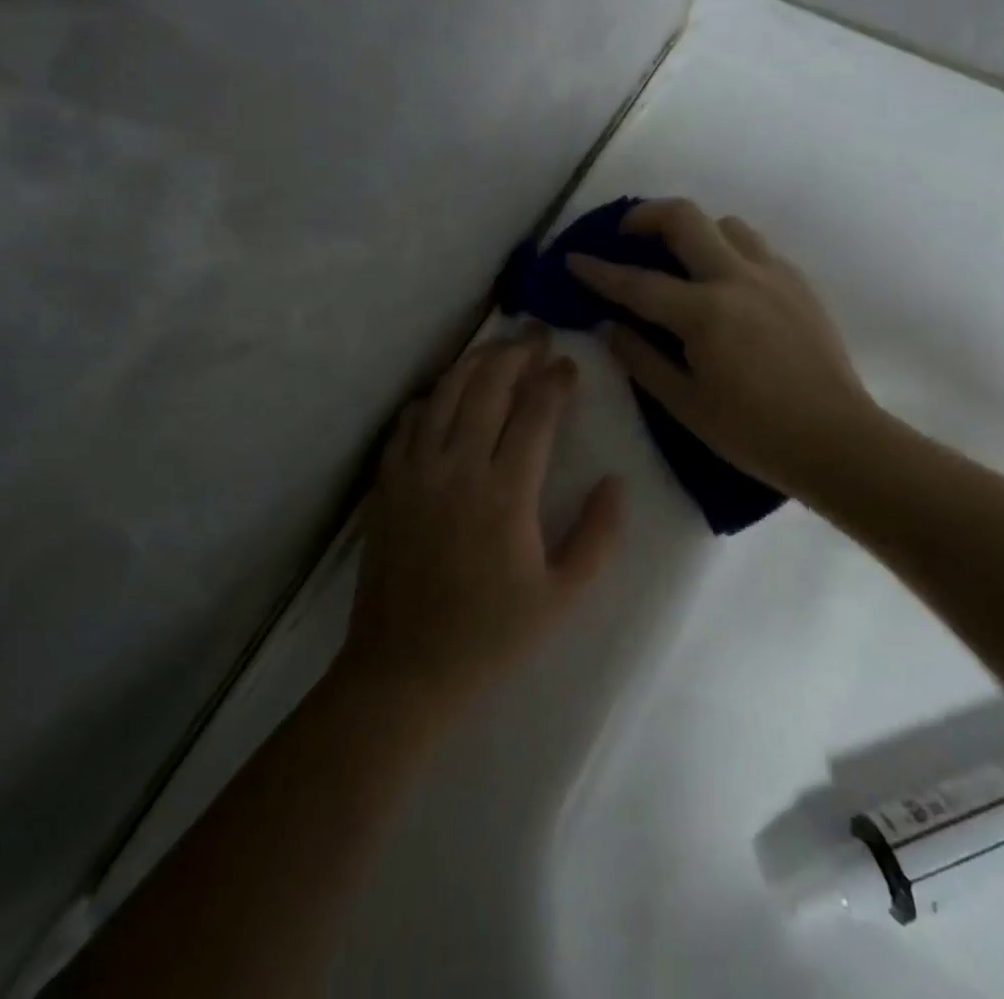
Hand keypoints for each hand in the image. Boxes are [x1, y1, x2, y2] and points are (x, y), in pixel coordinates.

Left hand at [341, 333, 623, 715]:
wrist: (404, 667)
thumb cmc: (491, 634)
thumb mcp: (562, 596)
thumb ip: (598, 535)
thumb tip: (617, 481)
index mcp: (506, 493)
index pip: (536, 412)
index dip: (555, 380)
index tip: (569, 365)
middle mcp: (458, 467)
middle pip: (488, 386)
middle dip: (516, 352)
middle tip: (536, 335)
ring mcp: (416, 471)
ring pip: (446, 393)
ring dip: (474, 363)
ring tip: (497, 350)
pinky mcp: (387, 482)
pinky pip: (409, 421)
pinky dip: (432, 398)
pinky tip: (446, 395)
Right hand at [566, 199, 885, 500]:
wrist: (836, 440)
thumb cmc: (753, 432)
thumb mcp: (684, 404)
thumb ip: (641, 358)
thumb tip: (610, 326)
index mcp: (705, 313)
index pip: (637, 282)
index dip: (598, 270)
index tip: (573, 258)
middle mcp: (737, 278)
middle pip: (684, 217)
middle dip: (644, 215)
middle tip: (625, 234)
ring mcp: (774, 274)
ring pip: (725, 224)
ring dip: (692, 230)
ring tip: (678, 259)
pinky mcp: (799, 282)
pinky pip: (754, 246)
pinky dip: (727, 249)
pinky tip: (723, 282)